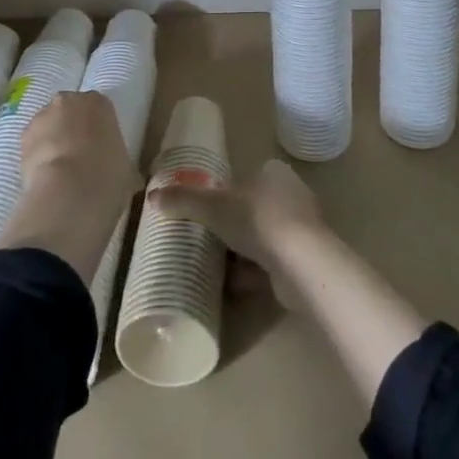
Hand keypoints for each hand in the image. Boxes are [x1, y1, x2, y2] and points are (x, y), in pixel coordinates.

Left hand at [0, 91, 140, 284]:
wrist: (70, 190)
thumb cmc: (108, 174)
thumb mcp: (125, 167)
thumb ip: (119, 160)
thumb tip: (120, 174)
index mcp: (99, 102)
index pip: (98, 108)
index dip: (98, 128)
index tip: (100, 148)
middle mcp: (70, 100)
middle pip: (70, 111)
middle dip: (72, 128)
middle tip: (79, 157)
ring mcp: (43, 116)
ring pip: (48, 125)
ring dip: (52, 141)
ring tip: (59, 172)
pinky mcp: (23, 137)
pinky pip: (33, 144)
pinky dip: (37, 157)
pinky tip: (44, 178)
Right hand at [150, 159, 323, 308]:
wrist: (301, 263)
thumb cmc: (258, 220)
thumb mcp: (213, 207)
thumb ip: (184, 200)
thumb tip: (151, 196)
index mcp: (275, 173)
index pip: (248, 177)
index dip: (228, 194)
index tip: (210, 211)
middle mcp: (292, 195)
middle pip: (255, 209)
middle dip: (234, 227)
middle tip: (209, 241)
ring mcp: (302, 228)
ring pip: (264, 238)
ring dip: (244, 253)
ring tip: (218, 266)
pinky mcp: (306, 259)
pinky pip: (273, 263)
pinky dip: (255, 273)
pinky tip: (235, 285)